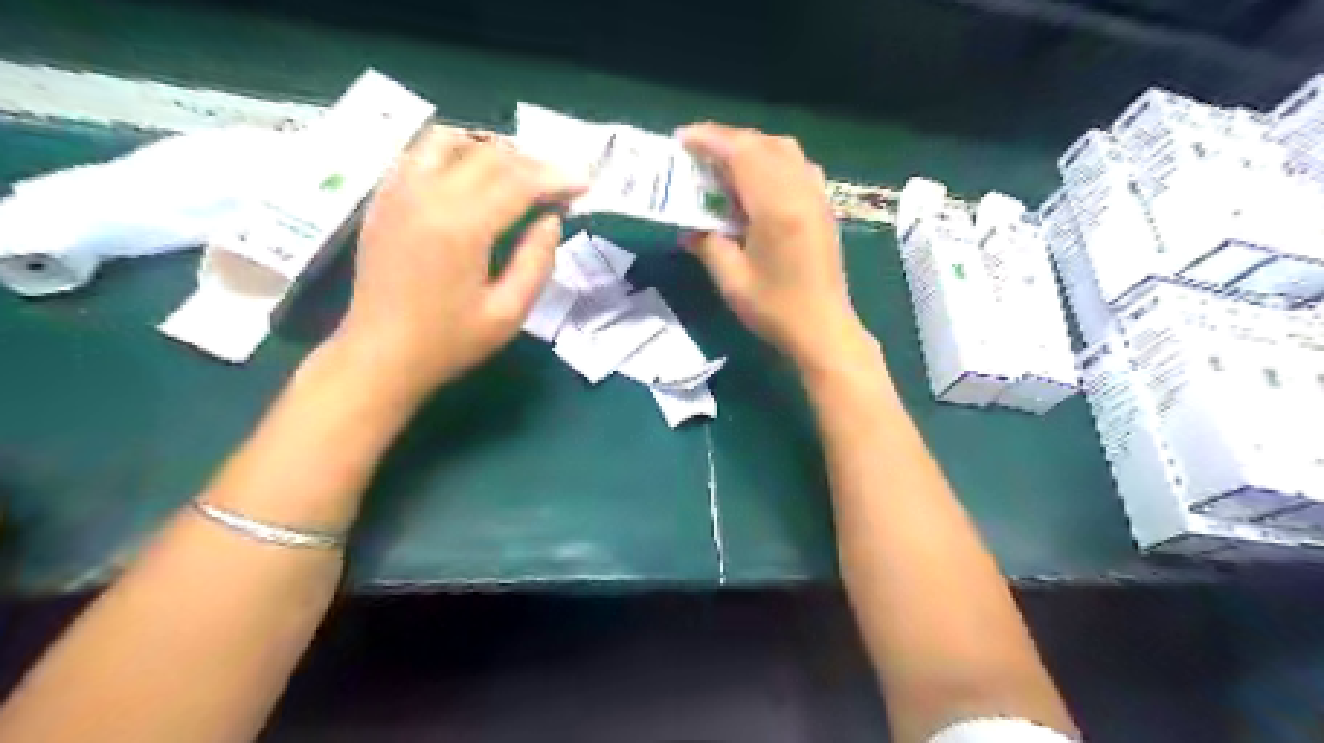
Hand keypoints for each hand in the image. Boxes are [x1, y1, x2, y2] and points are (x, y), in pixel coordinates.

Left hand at [329, 128, 580, 395]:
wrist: (378, 355)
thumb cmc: (448, 342)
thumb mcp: (508, 313)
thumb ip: (536, 261)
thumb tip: (552, 220)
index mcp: (461, 227)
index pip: (519, 181)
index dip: (556, 179)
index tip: (583, 186)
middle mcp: (427, 195)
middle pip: (488, 154)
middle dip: (532, 163)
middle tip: (557, 185)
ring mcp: (398, 192)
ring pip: (447, 140)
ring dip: (489, 148)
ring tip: (515, 173)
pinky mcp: (382, 199)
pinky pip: (418, 154)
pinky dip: (453, 154)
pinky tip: (470, 178)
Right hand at [678, 126, 875, 375]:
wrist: (823, 329)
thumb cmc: (775, 309)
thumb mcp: (731, 280)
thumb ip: (708, 244)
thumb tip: (688, 228)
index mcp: (776, 207)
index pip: (741, 153)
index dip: (710, 139)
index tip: (682, 139)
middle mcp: (800, 191)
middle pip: (763, 144)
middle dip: (727, 140)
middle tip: (697, 153)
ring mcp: (817, 197)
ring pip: (784, 150)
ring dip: (752, 147)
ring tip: (725, 165)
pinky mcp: (824, 207)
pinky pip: (798, 166)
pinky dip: (773, 161)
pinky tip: (758, 183)